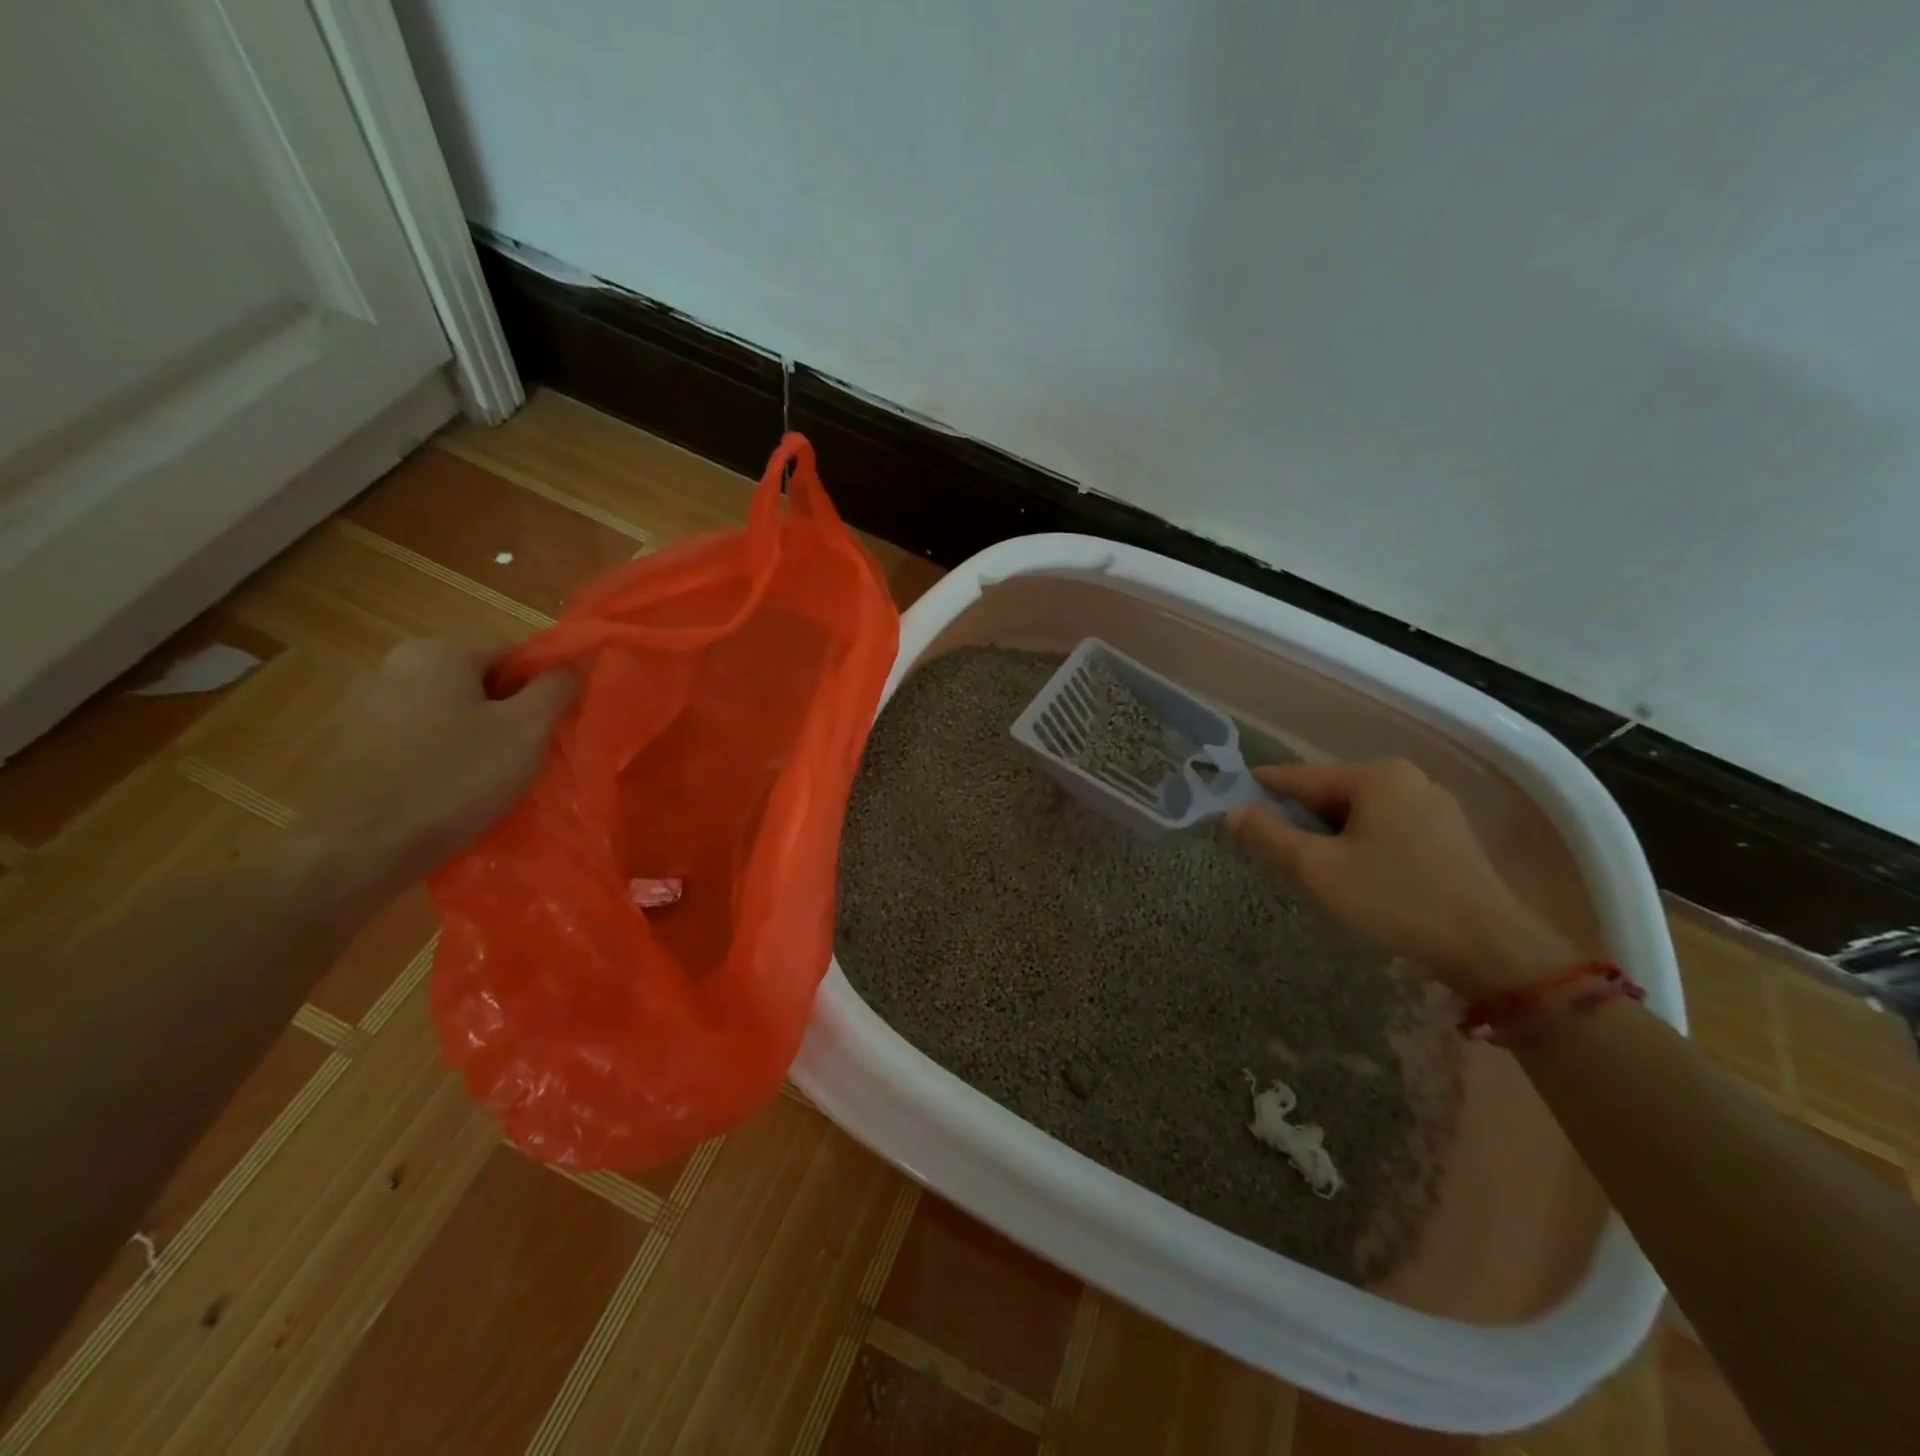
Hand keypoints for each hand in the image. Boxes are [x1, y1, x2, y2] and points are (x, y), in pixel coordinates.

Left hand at [299, 639, 576, 889]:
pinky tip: (452, 790)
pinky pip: (418, 738)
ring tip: (493, 777)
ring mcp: (365, 705)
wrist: (362, 849)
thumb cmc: (455, 779)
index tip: (550, 728)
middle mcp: (394, 665)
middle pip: (478, 681)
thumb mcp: (526, 730)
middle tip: (528, 754)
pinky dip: (442, 756)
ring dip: (476, 736)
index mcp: (436, 651)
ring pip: (447, 712)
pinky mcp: (352, 744)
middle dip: (508, 713)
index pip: (512, 653)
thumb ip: (557, 689)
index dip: (540, 689)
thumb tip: (576, 665)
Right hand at [1227, 758, 1572, 997]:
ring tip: (1305, 864)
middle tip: (1267, 846)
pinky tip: (1350, 873)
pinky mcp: (1448, 837)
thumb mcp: (1317, 870)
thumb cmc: (1395, 899)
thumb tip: (1232, 812)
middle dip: (1297, 818)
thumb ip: (1268, 836)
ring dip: (1326, 834)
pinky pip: (1384, 829)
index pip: (1300, 776)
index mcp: (1376, 776)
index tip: (1231, 800)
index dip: (1262, 789)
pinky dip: (1357, 844)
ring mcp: (1433, 807)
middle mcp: (1407, 779)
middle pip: (1330, 794)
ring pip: (1358, 813)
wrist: (1491, 949)